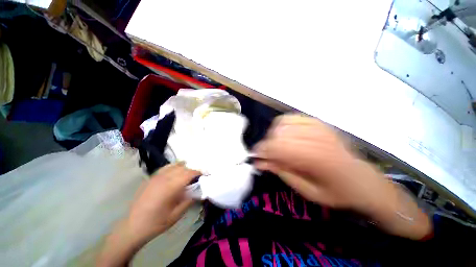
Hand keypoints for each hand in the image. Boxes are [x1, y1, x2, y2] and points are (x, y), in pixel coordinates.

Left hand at [128, 163, 200, 238]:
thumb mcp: (176, 215)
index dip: (199, 172)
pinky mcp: (151, 179)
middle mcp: (164, 178)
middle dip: (192, 171)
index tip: (205, 175)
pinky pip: (165, 168)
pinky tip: (176, 170)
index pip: (189, 173)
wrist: (132, 227)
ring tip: (189, 173)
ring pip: (174, 166)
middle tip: (198, 177)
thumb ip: (189, 200)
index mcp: (171, 187)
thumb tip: (199, 191)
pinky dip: (174, 166)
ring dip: (184, 167)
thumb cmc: (156, 223)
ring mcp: (156, 177)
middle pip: (183, 168)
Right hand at [253, 114, 431, 239]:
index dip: (263, 150)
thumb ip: (281, 172)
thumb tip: (259, 162)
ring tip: (275, 145)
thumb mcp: (306, 190)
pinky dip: (283, 124)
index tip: (255, 157)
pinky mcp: (320, 122)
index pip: (279, 147)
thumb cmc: (335, 192)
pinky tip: (284, 134)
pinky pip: (293, 117)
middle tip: (266, 154)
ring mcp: (319, 127)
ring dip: (273, 134)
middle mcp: (317, 138)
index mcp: (316, 158)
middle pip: (279, 133)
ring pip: (284, 123)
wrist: (362, 181)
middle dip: (266, 144)